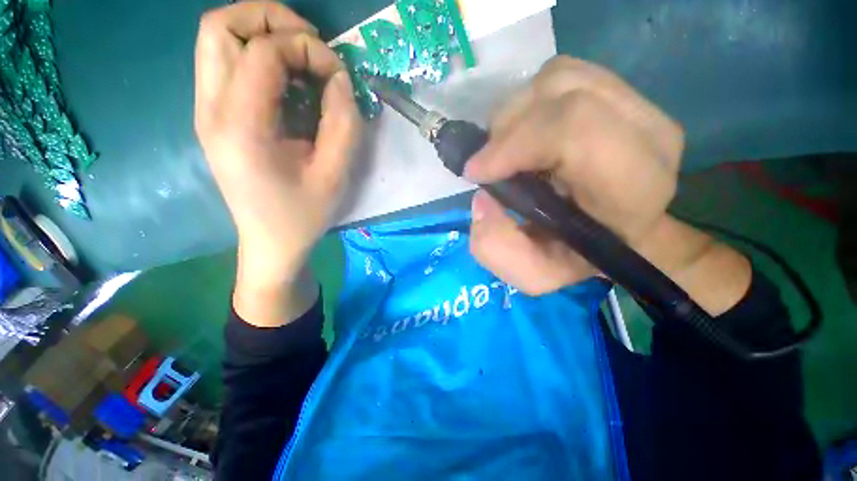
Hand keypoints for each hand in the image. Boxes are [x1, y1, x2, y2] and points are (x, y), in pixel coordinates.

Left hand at [194, 2, 361, 325]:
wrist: (271, 242)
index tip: (337, 75)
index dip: (307, 49)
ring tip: (301, 60)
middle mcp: (210, 110)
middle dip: (270, 19)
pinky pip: (225, 63)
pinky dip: (258, 57)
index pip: (263, 51)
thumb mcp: (335, 174)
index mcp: (241, 128)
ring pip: (216, 38)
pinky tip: (288, 83)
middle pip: (219, 25)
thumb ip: (342, 122)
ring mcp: (206, 112)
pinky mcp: (214, 117)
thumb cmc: (304, 215)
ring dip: (262, 34)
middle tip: (310, 45)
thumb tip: (338, 80)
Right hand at [466, 57, 749, 314]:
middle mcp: (647, 134)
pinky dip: (530, 100)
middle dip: (506, 128)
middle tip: (488, 163)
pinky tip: (526, 131)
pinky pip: (563, 74)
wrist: (620, 233)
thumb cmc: (579, 256)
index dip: (513, 144)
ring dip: (516, 112)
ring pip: (559, 77)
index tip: (477, 172)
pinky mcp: (622, 92)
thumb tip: (481, 199)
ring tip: (506, 148)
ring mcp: (639, 105)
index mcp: (633, 186)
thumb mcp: (533, 273)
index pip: (573, 129)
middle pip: (562, 93)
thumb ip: (497, 248)